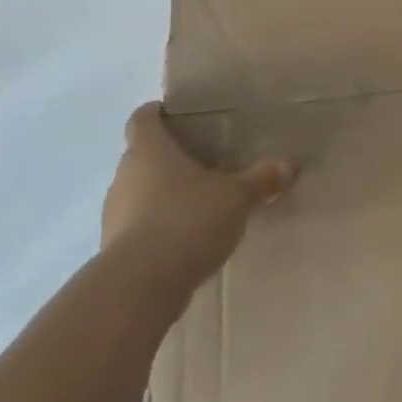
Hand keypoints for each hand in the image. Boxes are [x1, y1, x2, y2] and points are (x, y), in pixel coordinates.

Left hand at [101, 103, 293, 294]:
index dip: (158, 114)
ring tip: (197, 205)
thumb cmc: (187, 220)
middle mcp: (124, 175)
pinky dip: (157, 228)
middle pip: (141, 156)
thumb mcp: (236, 197)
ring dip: (161, 196)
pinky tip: (185, 241)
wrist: (140, 286)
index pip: (142, 118)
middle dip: (168, 159)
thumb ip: (261, 179)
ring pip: (138, 193)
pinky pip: (137, 227)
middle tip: (203, 163)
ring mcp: (113, 214)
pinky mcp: (113, 250)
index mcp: (148, 149)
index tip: (178, 117)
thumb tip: (288, 165)